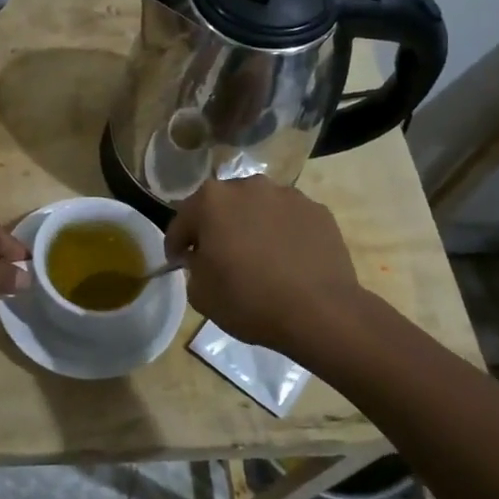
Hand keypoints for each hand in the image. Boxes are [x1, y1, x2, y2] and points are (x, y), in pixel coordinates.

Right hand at [165, 176, 362, 350]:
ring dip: (251, 226)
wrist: (321, 312)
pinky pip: (288, 220)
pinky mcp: (317, 210)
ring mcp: (286, 195)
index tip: (179, 263)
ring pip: (257, 209)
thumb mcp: (201, 294)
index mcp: (211, 201)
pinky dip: (282, 233)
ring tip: (258, 257)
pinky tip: (287, 260)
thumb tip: (202, 257)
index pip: (182, 221)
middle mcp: (247, 186)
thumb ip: (193, 267)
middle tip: (218, 257)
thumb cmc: (250, 300)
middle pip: (221, 206)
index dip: (177, 245)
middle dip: (216, 228)